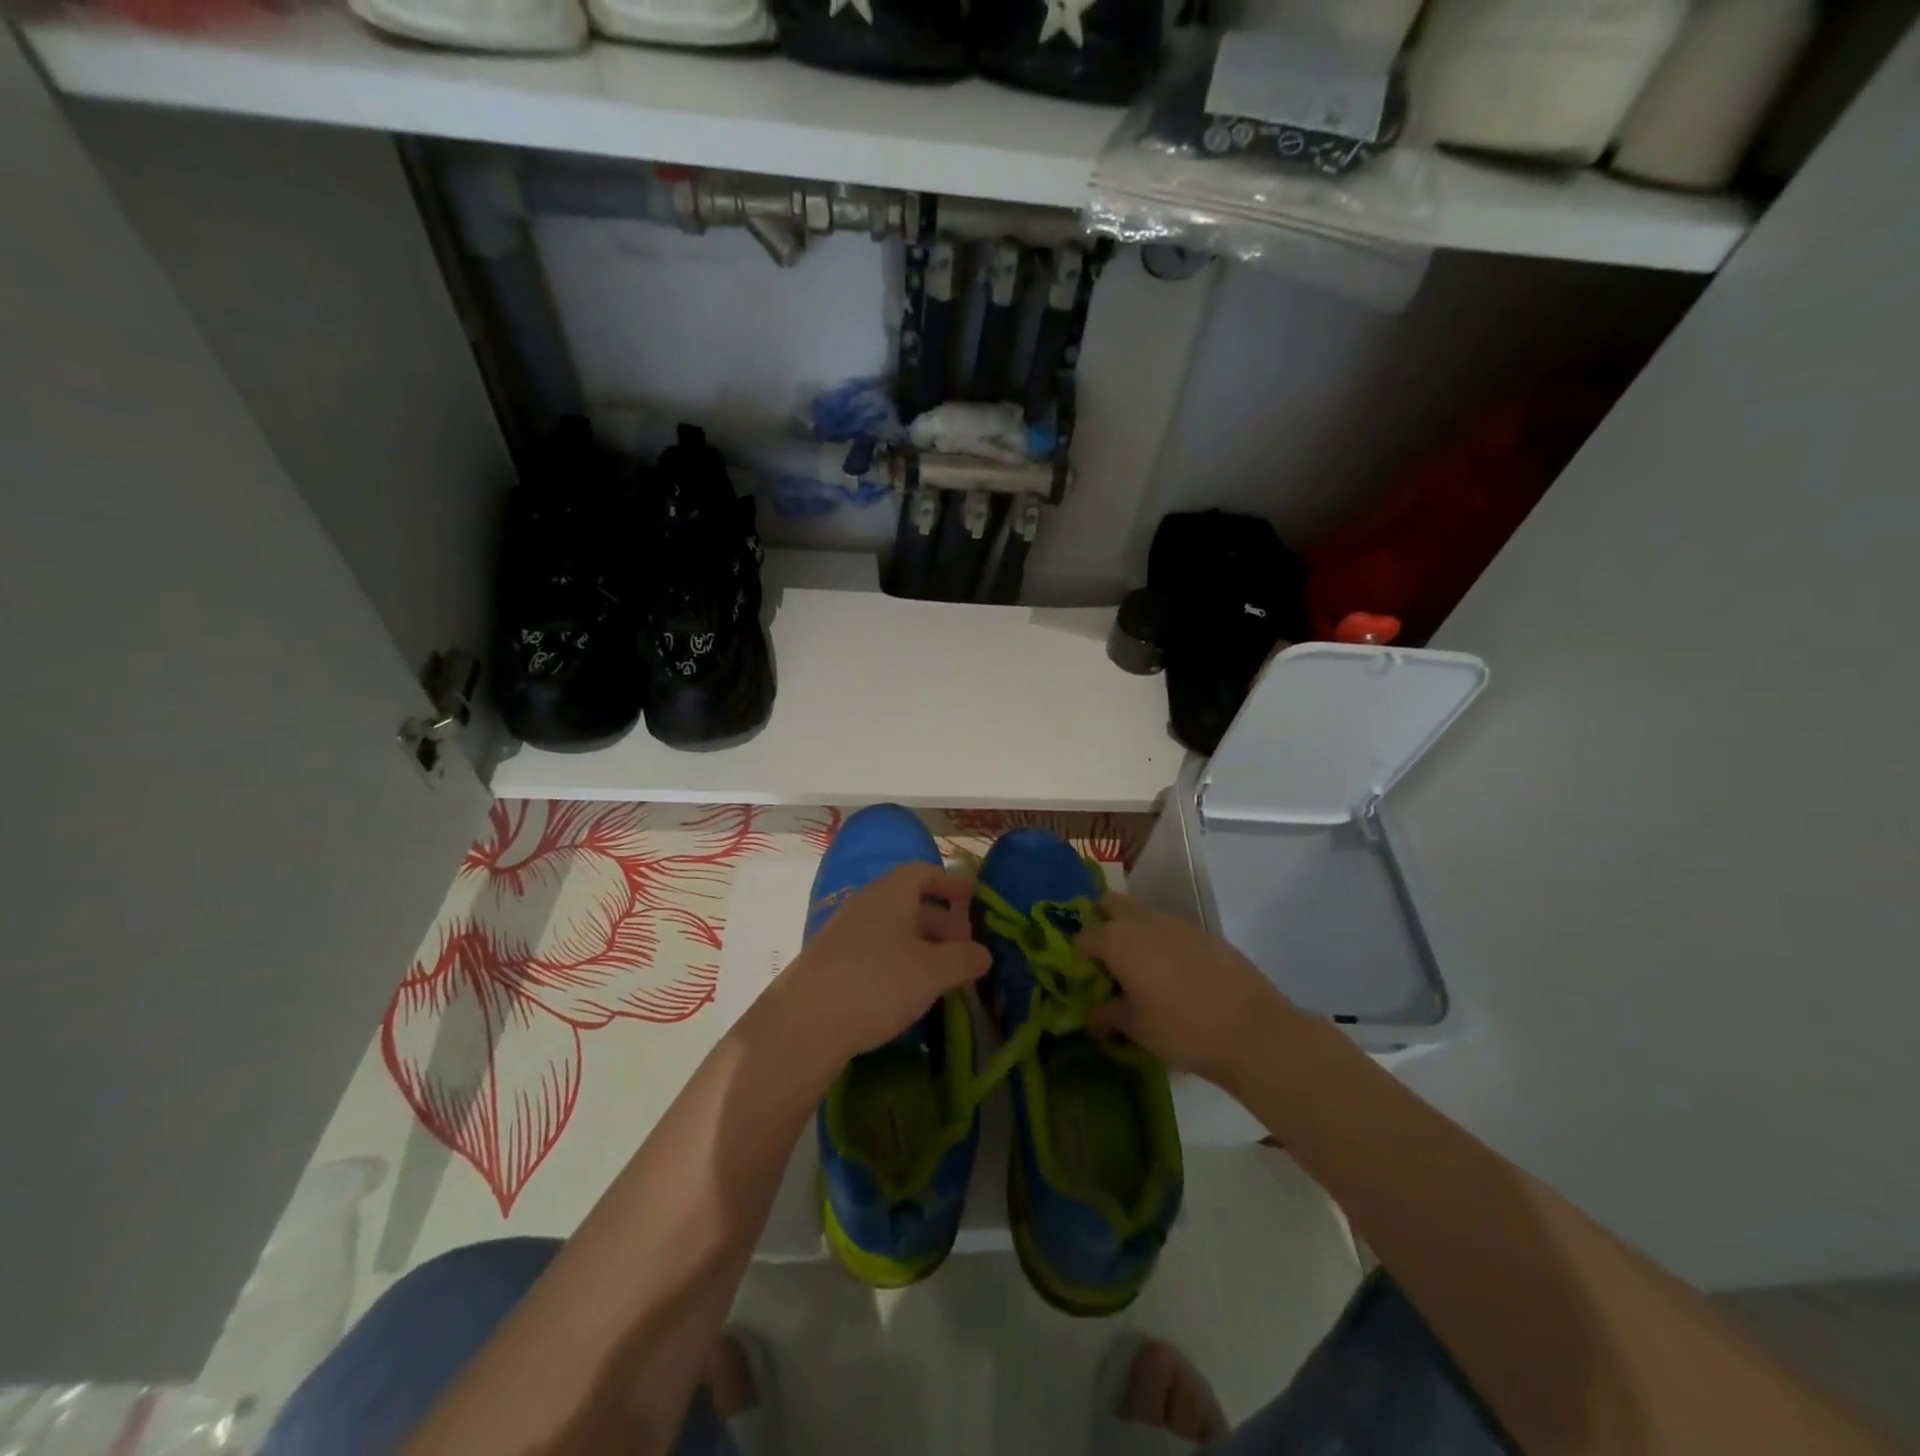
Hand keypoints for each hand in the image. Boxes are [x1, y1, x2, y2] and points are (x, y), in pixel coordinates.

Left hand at [769, 863, 988, 1068]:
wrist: (805, 1021)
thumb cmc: (879, 982)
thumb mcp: (934, 971)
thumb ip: (964, 959)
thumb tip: (983, 954)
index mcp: (891, 892)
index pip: (924, 872)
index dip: (950, 881)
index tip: (973, 895)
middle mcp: (866, 903)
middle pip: (909, 900)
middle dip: (940, 919)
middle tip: (963, 945)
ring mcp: (843, 931)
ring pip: (891, 927)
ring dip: (919, 943)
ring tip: (941, 972)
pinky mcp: (830, 961)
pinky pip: (873, 948)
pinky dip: (897, 959)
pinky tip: (907, 989)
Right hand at [1077, 893, 1298, 1085]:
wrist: (1252, 1031)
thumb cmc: (1182, 1029)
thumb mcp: (1136, 1028)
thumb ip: (1108, 1015)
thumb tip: (1092, 1017)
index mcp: (1118, 940)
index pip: (1083, 937)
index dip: (1078, 957)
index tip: (1084, 979)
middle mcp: (1143, 920)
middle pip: (1110, 904)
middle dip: (1102, 923)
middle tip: (1106, 959)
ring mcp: (1177, 922)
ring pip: (1142, 912)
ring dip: (1133, 930)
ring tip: (1140, 969)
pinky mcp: (1204, 932)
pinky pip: (1170, 927)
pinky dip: (1161, 940)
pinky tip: (1173, 974)